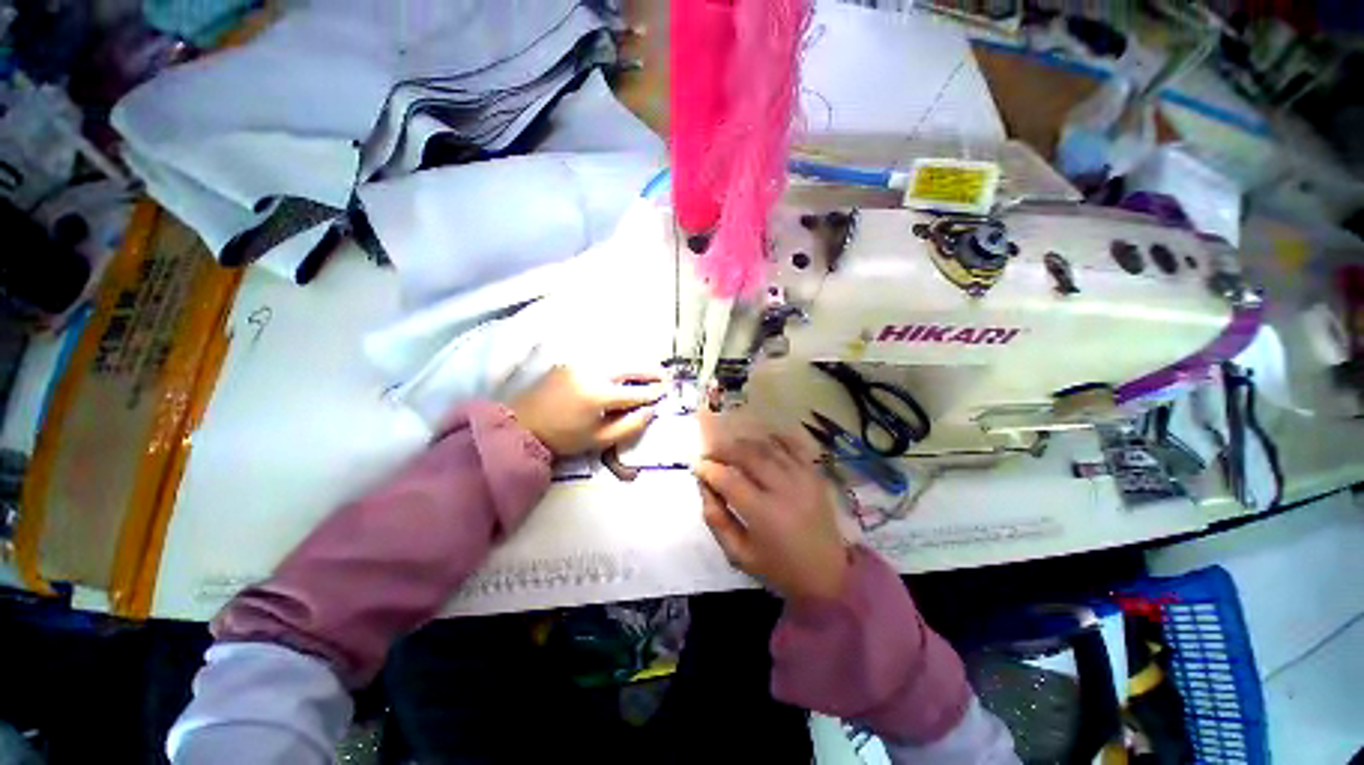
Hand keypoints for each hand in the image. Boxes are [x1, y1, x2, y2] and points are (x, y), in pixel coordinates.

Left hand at [510, 366, 665, 456]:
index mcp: (599, 395)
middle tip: (665, 376)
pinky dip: (617, 363)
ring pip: (616, 359)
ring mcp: (580, 364)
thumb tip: (651, 411)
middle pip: (629, 367)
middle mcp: (592, 373)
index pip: (635, 392)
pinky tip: (623, 370)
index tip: (666, 392)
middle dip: (650, 372)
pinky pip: (601, 359)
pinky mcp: (571, 362)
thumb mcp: (599, 440)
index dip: (653, 393)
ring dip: (635, 365)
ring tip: (648, 372)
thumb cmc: (563, 437)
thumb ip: (630, 427)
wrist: (523, 425)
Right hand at [694, 434, 850, 601]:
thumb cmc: (778, 568)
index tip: (698, 467)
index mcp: (764, 514)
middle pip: (748, 455)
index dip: (708, 469)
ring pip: (767, 447)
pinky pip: (794, 445)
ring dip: (744, 443)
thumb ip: (716, 520)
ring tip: (730, 448)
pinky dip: (776, 438)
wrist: (827, 575)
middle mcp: (784, 489)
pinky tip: (762, 439)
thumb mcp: (738, 554)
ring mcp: (803, 478)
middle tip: (710, 453)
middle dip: (724, 449)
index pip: (728, 479)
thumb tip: (704, 487)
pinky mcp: (815, 474)